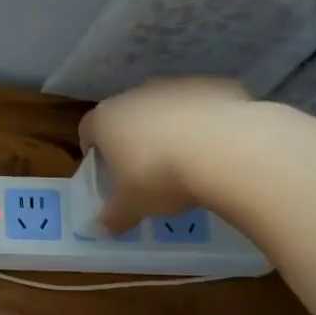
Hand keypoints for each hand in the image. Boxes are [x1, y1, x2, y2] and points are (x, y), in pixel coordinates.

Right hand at [78, 78, 251, 233]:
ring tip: (185, 160)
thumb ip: (114, 216)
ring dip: (169, 128)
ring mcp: (178, 86)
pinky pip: (202, 105)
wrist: (226, 151)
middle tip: (143, 169)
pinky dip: (204, 122)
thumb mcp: (132, 206)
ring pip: (166, 107)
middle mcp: (137, 94)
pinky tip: (216, 148)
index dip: (93, 149)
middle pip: (128, 115)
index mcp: (107, 119)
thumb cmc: (159, 177)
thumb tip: (102, 229)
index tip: (103, 169)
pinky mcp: (215, 85)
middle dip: (133, 138)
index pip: (88, 129)